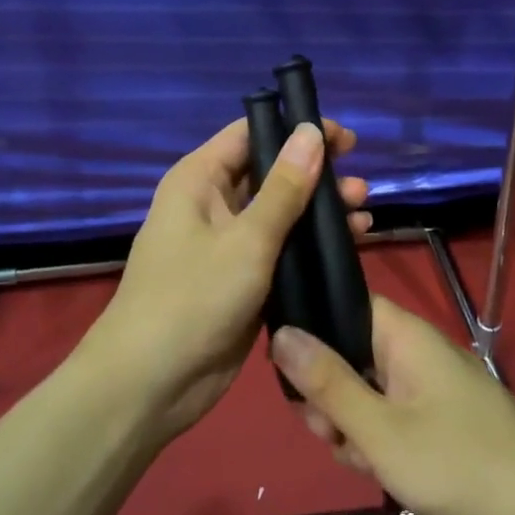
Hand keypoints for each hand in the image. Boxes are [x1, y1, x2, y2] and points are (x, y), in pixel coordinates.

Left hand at [81, 117, 368, 442]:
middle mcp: (211, 203)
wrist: (151, 383)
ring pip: (280, 213)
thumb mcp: (247, 239)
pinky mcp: (241, 279)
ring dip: (319, 212)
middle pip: (270, 173)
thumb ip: (284, 188)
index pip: (251, 134)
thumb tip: (310, 131)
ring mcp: (226, 244)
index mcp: (199, 180)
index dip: (296, 130)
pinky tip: (349, 245)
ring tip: (363, 212)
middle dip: (316, 175)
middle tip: (361, 185)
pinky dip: (311, 245)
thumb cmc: (193, 298)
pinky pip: (281, 249)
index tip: (343, 140)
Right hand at [272, 296, 514, 514]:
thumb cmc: (460, 466)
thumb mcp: (380, 430)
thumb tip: (281, 332)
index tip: (286, 373)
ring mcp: (433, 388)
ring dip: (354, 425)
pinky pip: (396, 417)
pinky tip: (381, 473)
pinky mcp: (444, 421)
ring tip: (361, 462)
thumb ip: (327, 382)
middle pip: (353, 353)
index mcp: (404, 335)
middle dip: (331, 395)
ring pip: (371, 392)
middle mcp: (418, 352)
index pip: (345, 304)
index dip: (311, 330)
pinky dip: (382, 441)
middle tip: (329, 435)